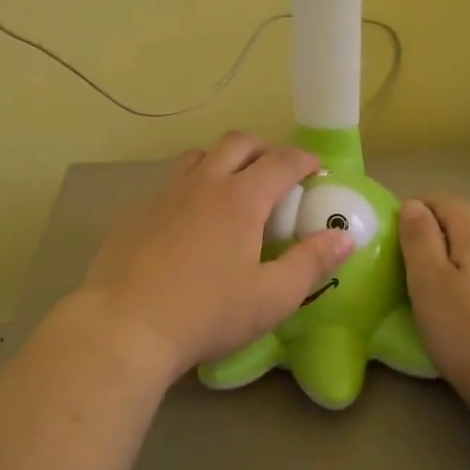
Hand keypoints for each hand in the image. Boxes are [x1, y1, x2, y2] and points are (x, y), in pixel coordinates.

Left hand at [75, 131, 355, 381]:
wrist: (124, 326)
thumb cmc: (206, 313)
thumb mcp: (272, 297)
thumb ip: (311, 263)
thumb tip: (345, 237)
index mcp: (240, 199)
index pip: (282, 161)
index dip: (305, 160)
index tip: (316, 170)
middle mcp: (202, 184)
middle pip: (237, 143)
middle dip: (264, 149)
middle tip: (276, 172)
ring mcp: (163, 195)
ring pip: (198, 157)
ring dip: (222, 161)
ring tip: (232, 189)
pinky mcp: (135, 213)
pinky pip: (169, 185)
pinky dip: (190, 189)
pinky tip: (188, 223)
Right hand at [398, 195, 469, 421]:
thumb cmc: (468, 333)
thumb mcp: (428, 282)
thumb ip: (418, 238)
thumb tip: (414, 205)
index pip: (441, 200)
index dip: (414, 211)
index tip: (395, 241)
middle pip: (465, 219)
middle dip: (436, 231)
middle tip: (410, 264)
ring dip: (459, 253)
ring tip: (440, 285)